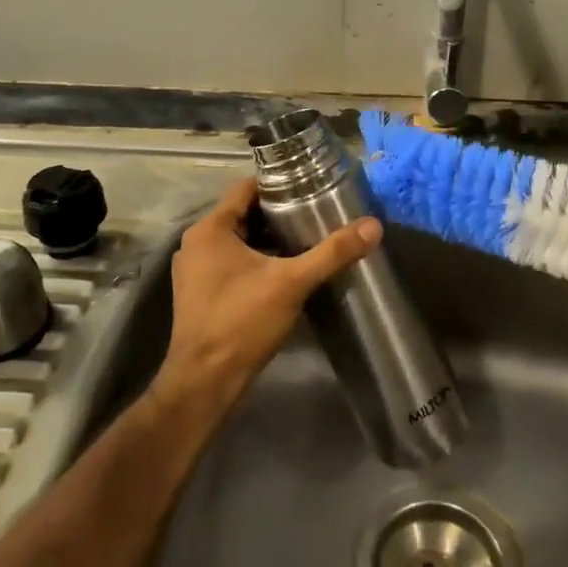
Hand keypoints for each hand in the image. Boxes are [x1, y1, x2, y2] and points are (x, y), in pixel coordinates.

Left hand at [154, 177, 381, 407]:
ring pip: (237, 240)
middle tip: (316, 212)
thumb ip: (332, 253)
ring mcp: (194, 270)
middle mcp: (196, 243)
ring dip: (268, 239)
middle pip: (242, 214)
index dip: (278, 183)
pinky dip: (255, 260)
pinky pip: (231, 262)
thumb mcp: (292, 283)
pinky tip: (285, 270)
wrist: (205, 382)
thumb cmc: (242, 322)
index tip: (310, 185)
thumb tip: (373, 226)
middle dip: (278, 213)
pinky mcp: (199, 293)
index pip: (246, 188)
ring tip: (307, 237)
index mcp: (210, 229)